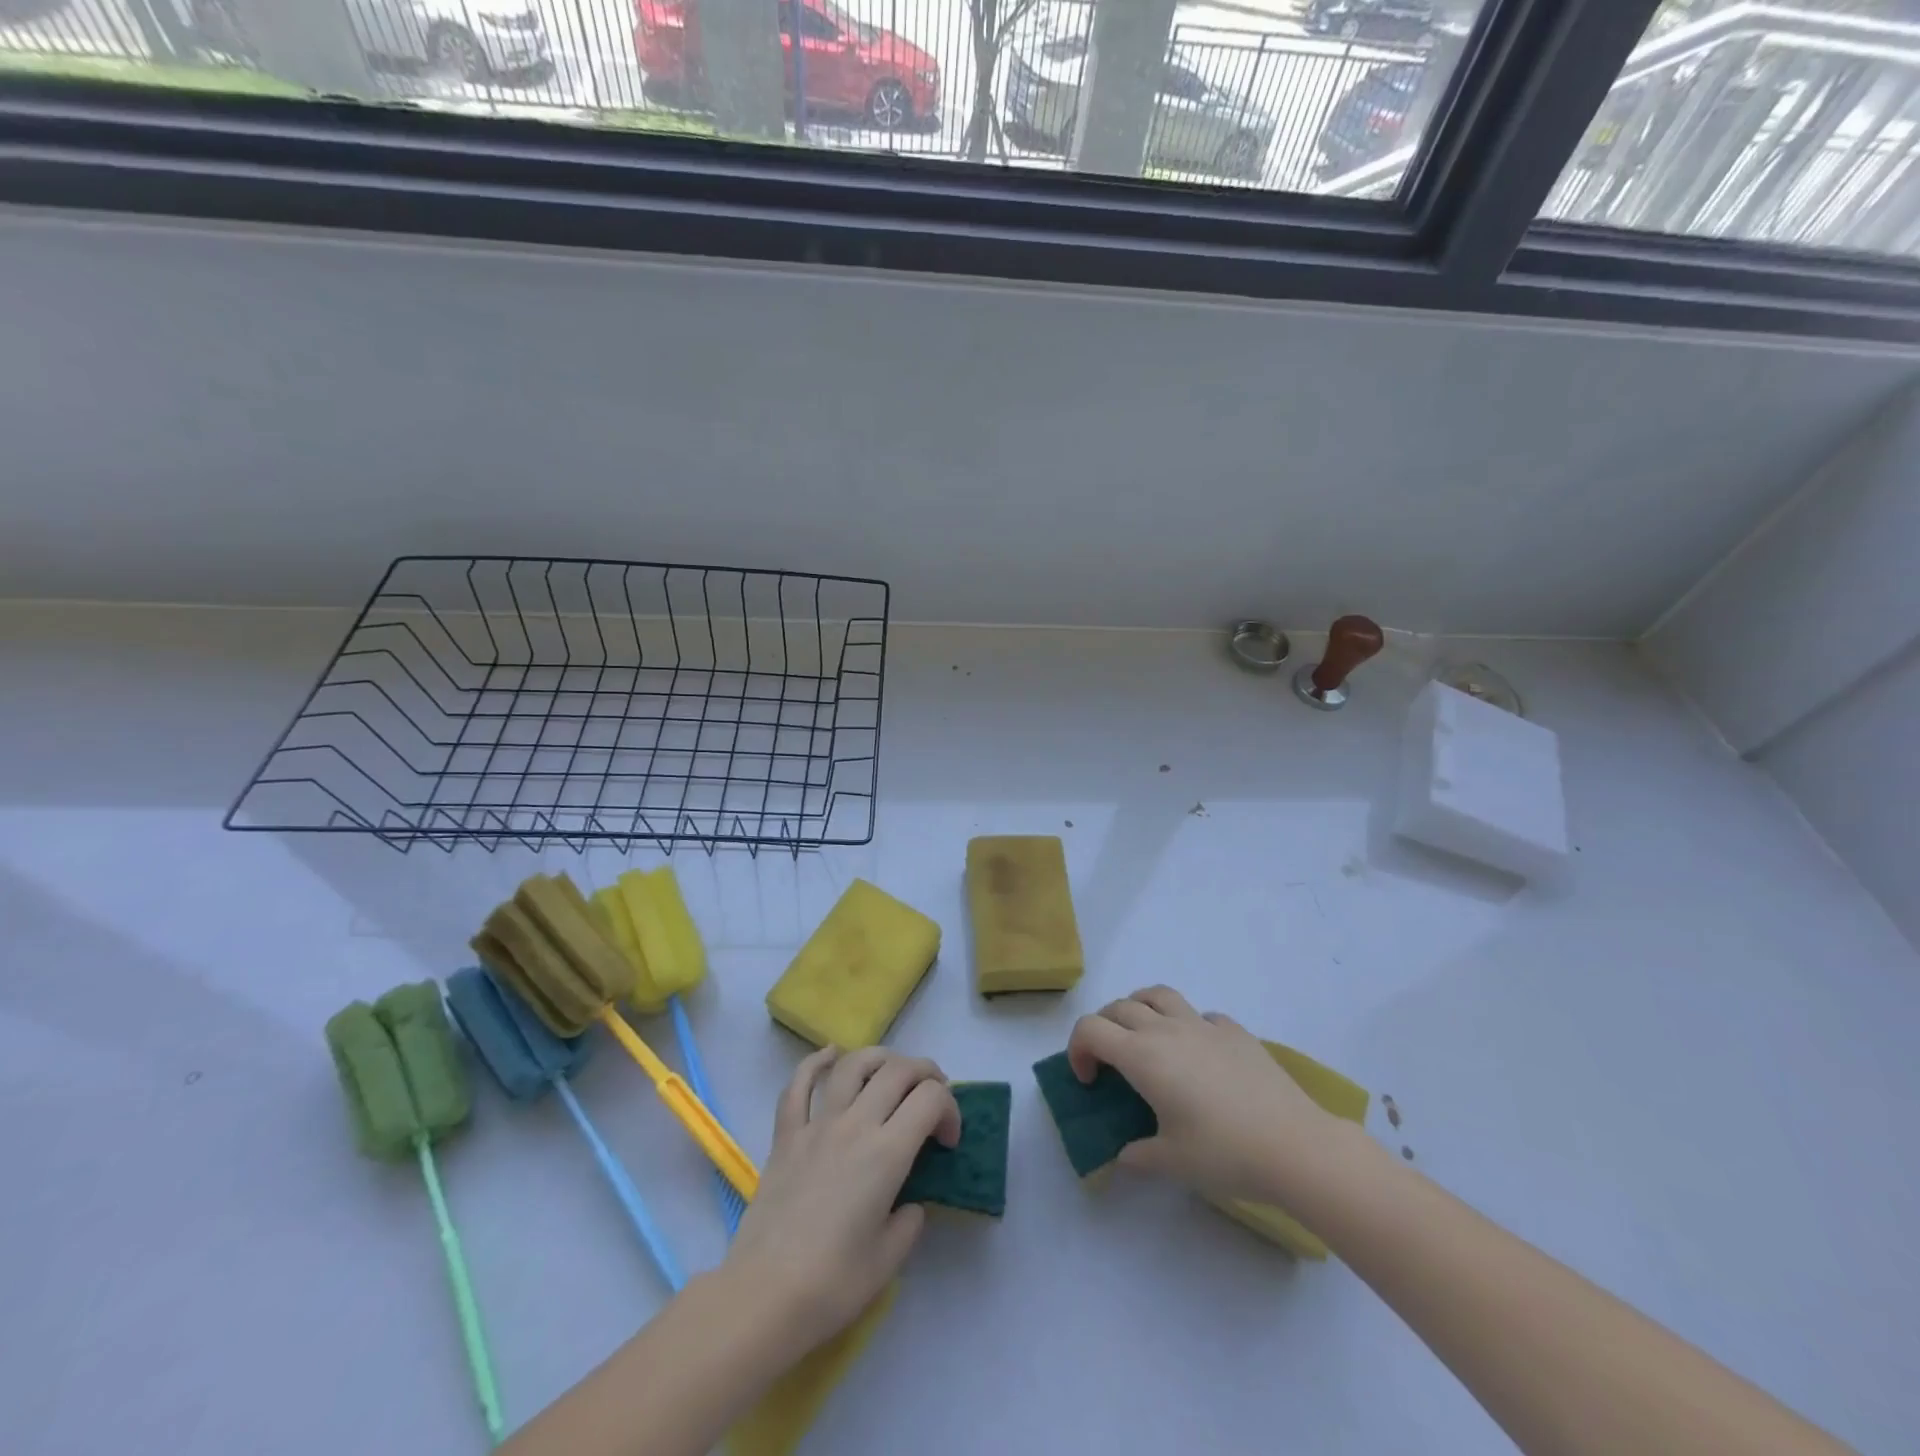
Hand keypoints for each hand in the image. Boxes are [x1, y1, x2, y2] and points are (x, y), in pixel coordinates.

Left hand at [722, 1046, 960, 1354]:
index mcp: (886, 1153)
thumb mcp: (890, 1259)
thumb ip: (909, 1220)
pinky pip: (799, 1085)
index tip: (947, 1141)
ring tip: (893, 1072)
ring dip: (881, 1058)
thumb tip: (908, 1202)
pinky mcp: (786, 1135)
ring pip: (854, 1065)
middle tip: (933, 1096)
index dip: (950, 1109)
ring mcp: (817, 1125)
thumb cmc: (832, 1284)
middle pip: (898, 1071)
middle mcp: (855, 1125)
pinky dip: (817, 1062)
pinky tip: (831, 1054)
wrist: (763, 1296)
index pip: (930, 1099)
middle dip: (925, 1073)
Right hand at [1067, 985, 1343, 1205]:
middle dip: (1103, 1027)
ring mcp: (1203, 1025)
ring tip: (1144, 1035)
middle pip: (1119, 1007)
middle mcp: (1166, 1030)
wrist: (1294, 1145)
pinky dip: (1186, 1024)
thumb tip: (1125, 1155)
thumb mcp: (1172, 1163)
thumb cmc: (1225, 1153)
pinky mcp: (1234, 1031)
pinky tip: (1198, 1053)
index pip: (1090, 1029)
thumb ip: (1138, 1155)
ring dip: (1139, 1007)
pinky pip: (1199, 1015)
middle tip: (1109, 1061)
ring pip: (1157, 994)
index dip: (1078, 1049)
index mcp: (1143, 1056)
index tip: (1089, 1082)